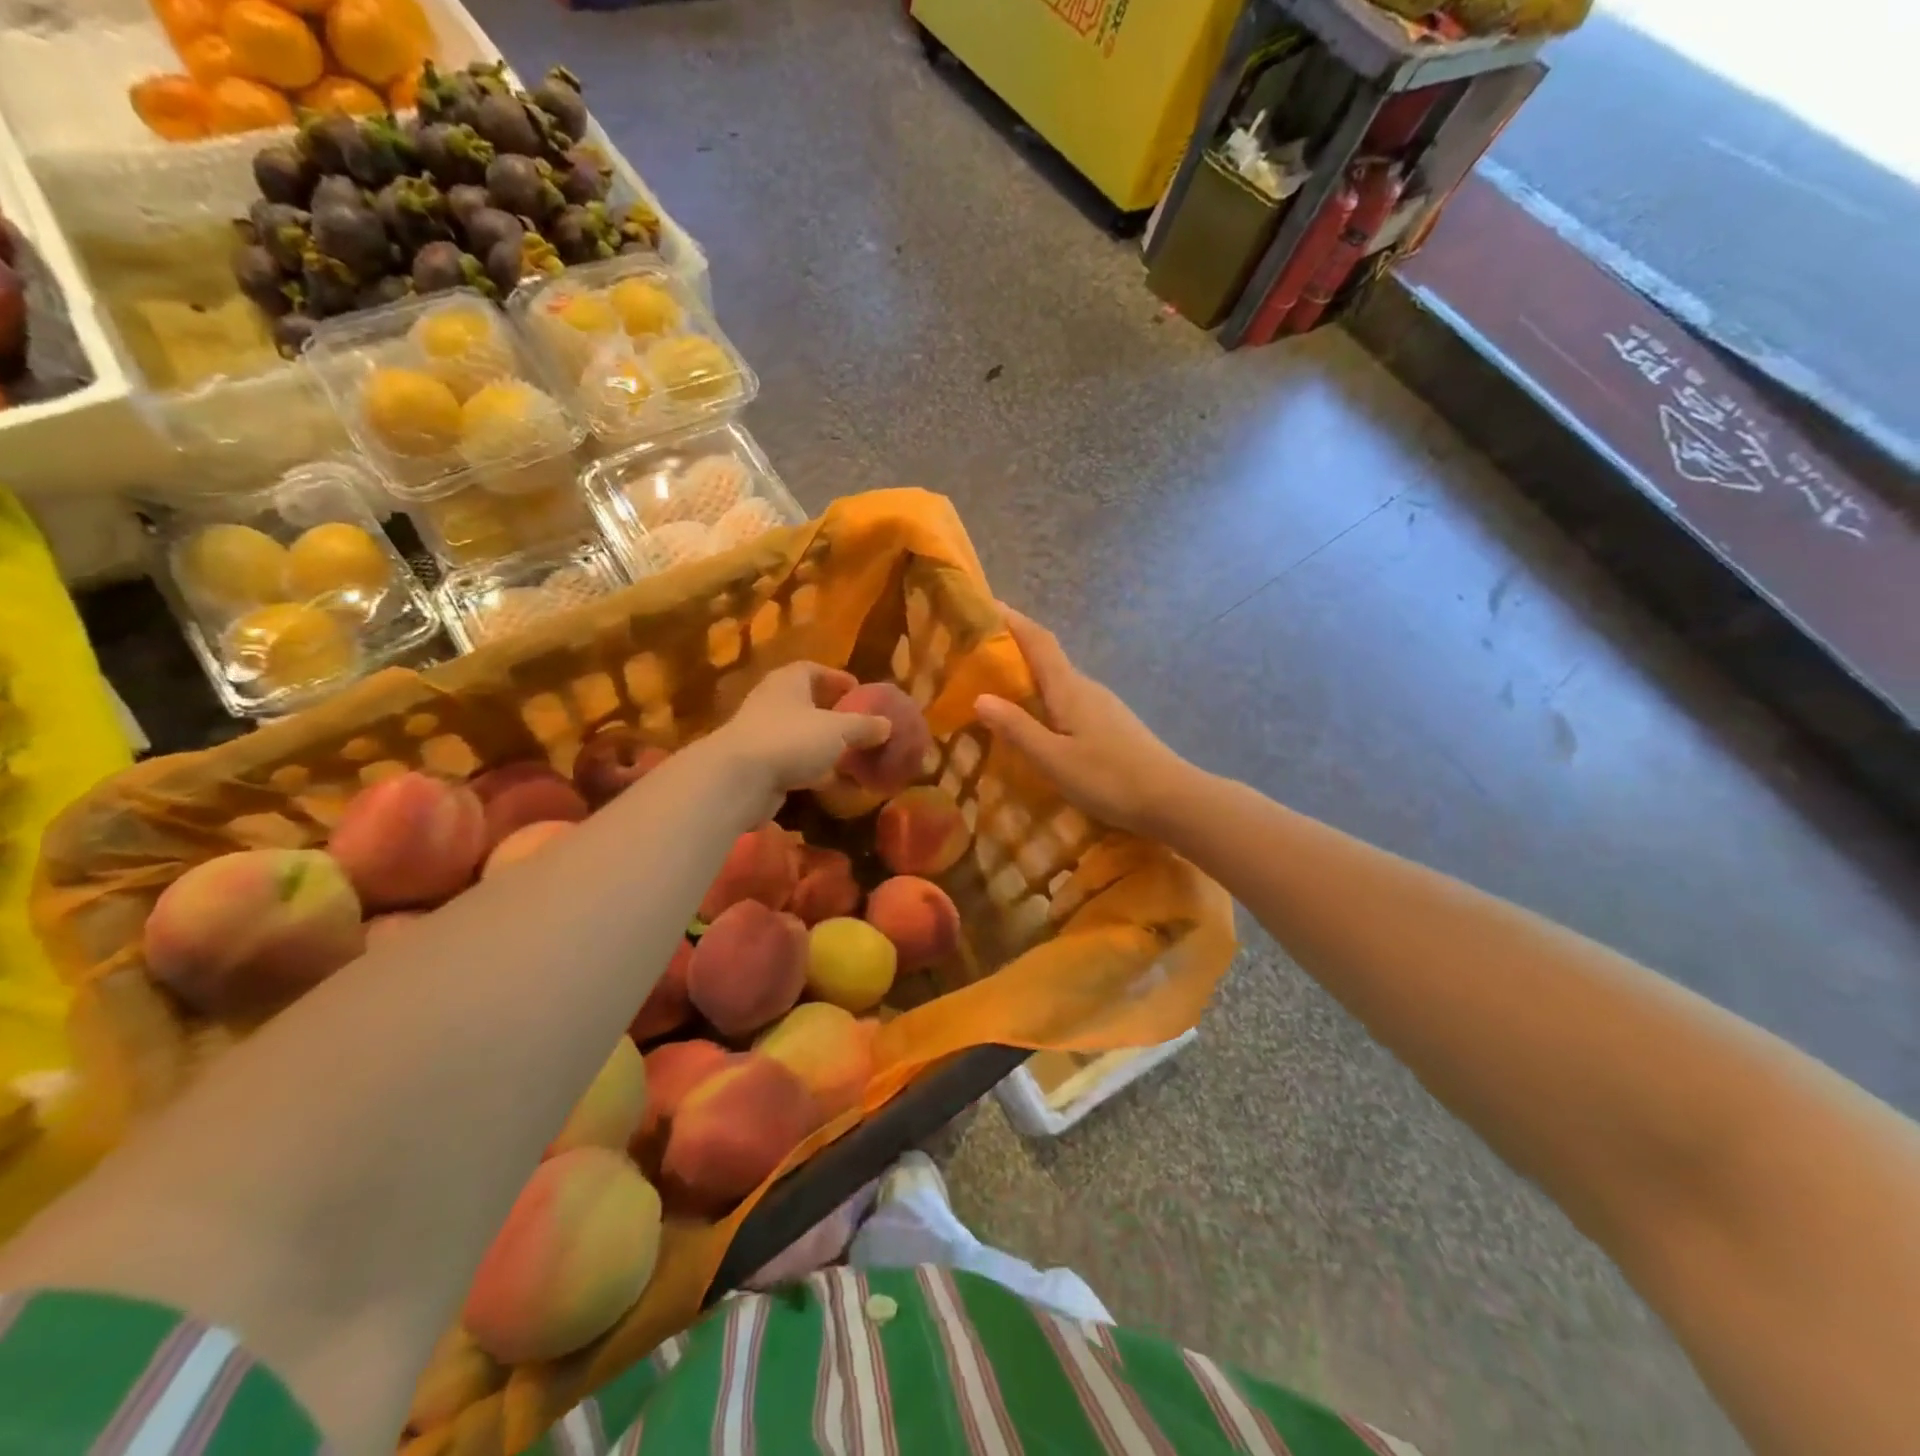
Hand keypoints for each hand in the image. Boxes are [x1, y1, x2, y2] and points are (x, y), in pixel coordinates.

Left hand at [712, 661, 890, 818]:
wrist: (738, 780)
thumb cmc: (791, 739)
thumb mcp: (838, 729)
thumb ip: (864, 726)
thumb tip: (887, 725)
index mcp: (787, 682)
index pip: (811, 669)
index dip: (835, 678)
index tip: (857, 690)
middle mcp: (771, 703)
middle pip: (804, 703)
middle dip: (830, 714)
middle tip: (856, 725)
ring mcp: (761, 736)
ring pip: (798, 736)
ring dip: (821, 746)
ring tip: (849, 757)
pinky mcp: (757, 768)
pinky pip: (791, 764)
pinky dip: (811, 771)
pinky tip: (831, 784)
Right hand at [974, 608, 1194, 835]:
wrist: (1172, 800)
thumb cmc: (1109, 778)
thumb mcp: (1054, 759)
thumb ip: (1017, 729)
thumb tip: (980, 697)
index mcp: (1069, 689)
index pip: (1039, 641)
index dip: (1013, 621)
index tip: (987, 606)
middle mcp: (1087, 688)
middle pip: (1047, 659)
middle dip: (1014, 651)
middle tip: (977, 657)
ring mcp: (1103, 706)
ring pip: (1059, 683)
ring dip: (1029, 679)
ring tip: (999, 692)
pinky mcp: (1111, 726)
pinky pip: (1069, 702)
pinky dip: (1046, 702)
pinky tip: (1037, 724)